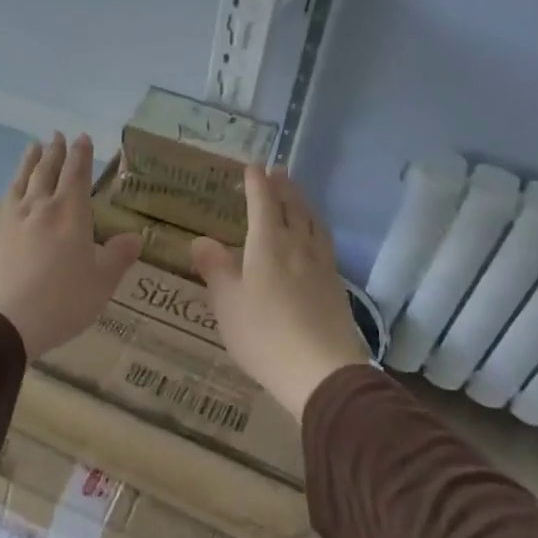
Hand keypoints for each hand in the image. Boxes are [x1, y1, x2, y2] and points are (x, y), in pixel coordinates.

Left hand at [0, 133, 142, 358]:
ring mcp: (9, 219)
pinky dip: (11, 188)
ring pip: (21, 181)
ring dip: (29, 162)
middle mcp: (38, 207)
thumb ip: (117, 257)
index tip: (82, 138)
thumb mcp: (100, 283)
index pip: (77, 174)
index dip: (81, 155)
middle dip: (54, 152)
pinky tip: (10, 192)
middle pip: (46, 171)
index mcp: (69, 213)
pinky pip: (4, 201)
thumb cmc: (60, 302)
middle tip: (57, 135)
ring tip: (32, 147)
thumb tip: (135, 237)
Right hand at [191, 165, 370, 418]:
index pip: (263, 203)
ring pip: (313, 224)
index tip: (253, 166)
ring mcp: (322, 266)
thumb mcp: (227, 303)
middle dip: (283, 187)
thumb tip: (200, 240)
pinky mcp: (336, 286)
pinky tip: (315, 240)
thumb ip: (215, 268)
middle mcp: (298, 246)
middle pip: (293, 208)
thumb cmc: (264, 334)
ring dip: (304, 204)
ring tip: (298, 197)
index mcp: (268, 245)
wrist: (321, 371)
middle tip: (278, 171)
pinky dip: (316, 229)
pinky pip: (324, 243)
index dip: (257, 183)